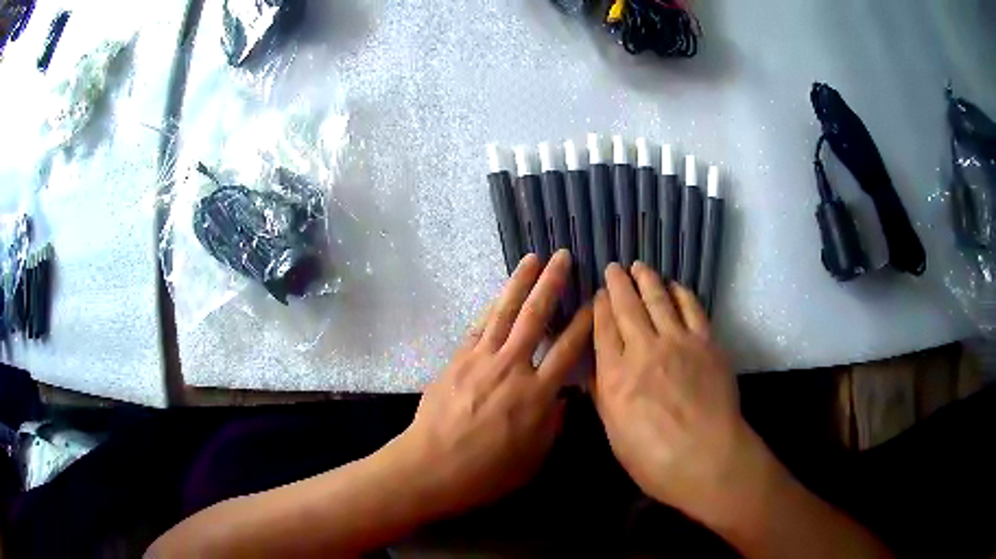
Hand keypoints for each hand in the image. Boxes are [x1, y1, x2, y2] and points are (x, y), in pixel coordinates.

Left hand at [389, 250, 592, 516]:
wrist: (431, 467)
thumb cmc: (486, 472)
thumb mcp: (533, 459)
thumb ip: (552, 425)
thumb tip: (560, 399)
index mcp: (537, 395)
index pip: (568, 348)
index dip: (584, 322)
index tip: (595, 299)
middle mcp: (512, 368)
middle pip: (536, 317)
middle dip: (552, 284)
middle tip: (563, 257)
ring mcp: (481, 360)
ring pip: (505, 312)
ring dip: (519, 283)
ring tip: (532, 259)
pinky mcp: (458, 360)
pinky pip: (478, 327)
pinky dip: (491, 307)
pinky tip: (499, 294)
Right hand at [591, 262, 777, 527]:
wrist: (707, 457)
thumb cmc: (654, 458)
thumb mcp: (615, 434)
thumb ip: (603, 397)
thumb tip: (594, 370)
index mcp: (615, 376)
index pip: (603, 330)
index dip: (599, 307)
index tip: (598, 293)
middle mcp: (643, 350)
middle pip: (627, 307)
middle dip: (618, 284)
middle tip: (614, 268)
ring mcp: (678, 342)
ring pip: (658, 299)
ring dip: (647, 280)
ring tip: (639, 267)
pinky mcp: (706, 342)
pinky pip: (691, 308)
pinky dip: (681, 292)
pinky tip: (674, 286)